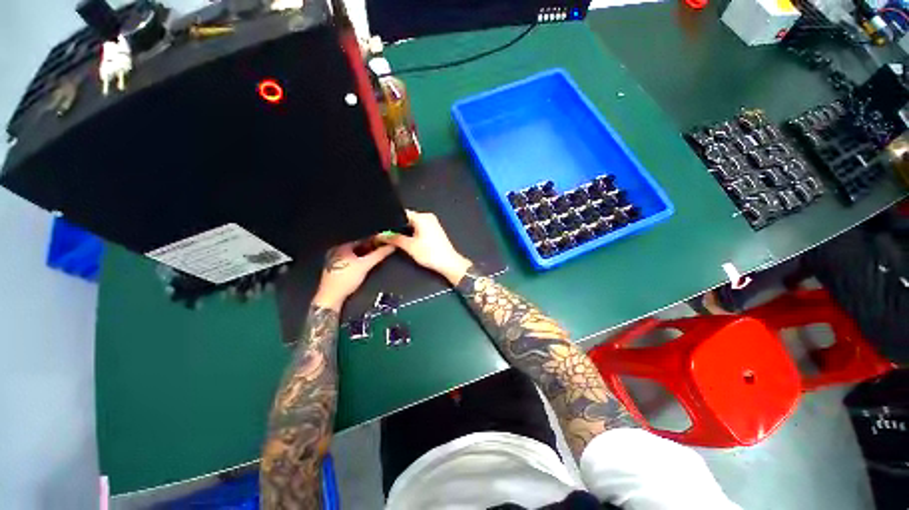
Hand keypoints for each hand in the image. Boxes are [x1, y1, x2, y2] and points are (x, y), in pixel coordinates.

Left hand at [312, 241, 394, 310]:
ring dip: (365, 257)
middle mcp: (336, 252)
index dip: (374, 242)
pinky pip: (350, 262)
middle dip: (370, 250)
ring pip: (354, 256)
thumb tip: (391, 246)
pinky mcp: (334, 270)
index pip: (362, 241)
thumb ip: (379, 255)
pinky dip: (358, 263)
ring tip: (375, 259)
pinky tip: (365, 267)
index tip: (384, 245)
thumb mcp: (365, 265)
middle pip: (357, 248)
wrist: (332, 297)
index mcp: (341, 247)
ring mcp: (334, 262)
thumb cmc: (347, 279)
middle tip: (381, 252)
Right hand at [380, 210, 471, 284]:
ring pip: (413, 224)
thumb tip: (382, 235)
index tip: (384, 228)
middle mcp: (428, 217)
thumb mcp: (409, 246)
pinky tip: (410, 242)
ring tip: (401, 240)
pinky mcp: (434, 230)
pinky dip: (413, 233)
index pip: (401, 213)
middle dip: (398, 227)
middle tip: (390, 236)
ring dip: (406, 231)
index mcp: (422, 217)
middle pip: (407, 218)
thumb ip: (394, 238)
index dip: (392, 221)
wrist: (448, 263)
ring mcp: (432, 223)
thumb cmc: (432, 254)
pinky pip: (419, 228)